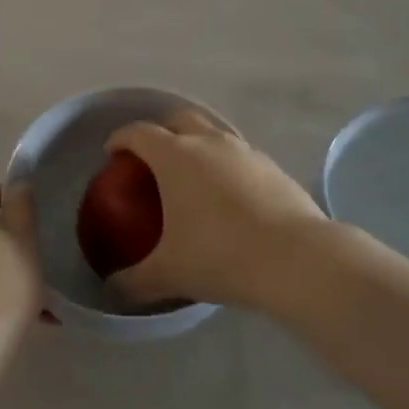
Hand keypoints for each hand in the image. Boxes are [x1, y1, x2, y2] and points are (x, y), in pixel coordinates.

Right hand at [105, 111, 325, 309]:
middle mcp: (210, 142)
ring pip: (215, 132)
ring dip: (198, 143)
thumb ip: (133, 281)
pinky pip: (241, 156)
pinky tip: (229, 197)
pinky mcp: (274, 168)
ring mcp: (246, 152)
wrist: (296, 259)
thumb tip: (112, 290)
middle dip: (161, 130)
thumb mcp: (168, 274)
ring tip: (193, 176)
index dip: (121, 138)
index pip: (139, 132)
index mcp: (175, 156)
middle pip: (179, 118)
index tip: (113, 153)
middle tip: (152, 158)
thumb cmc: (219, 256)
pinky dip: (227, 165)